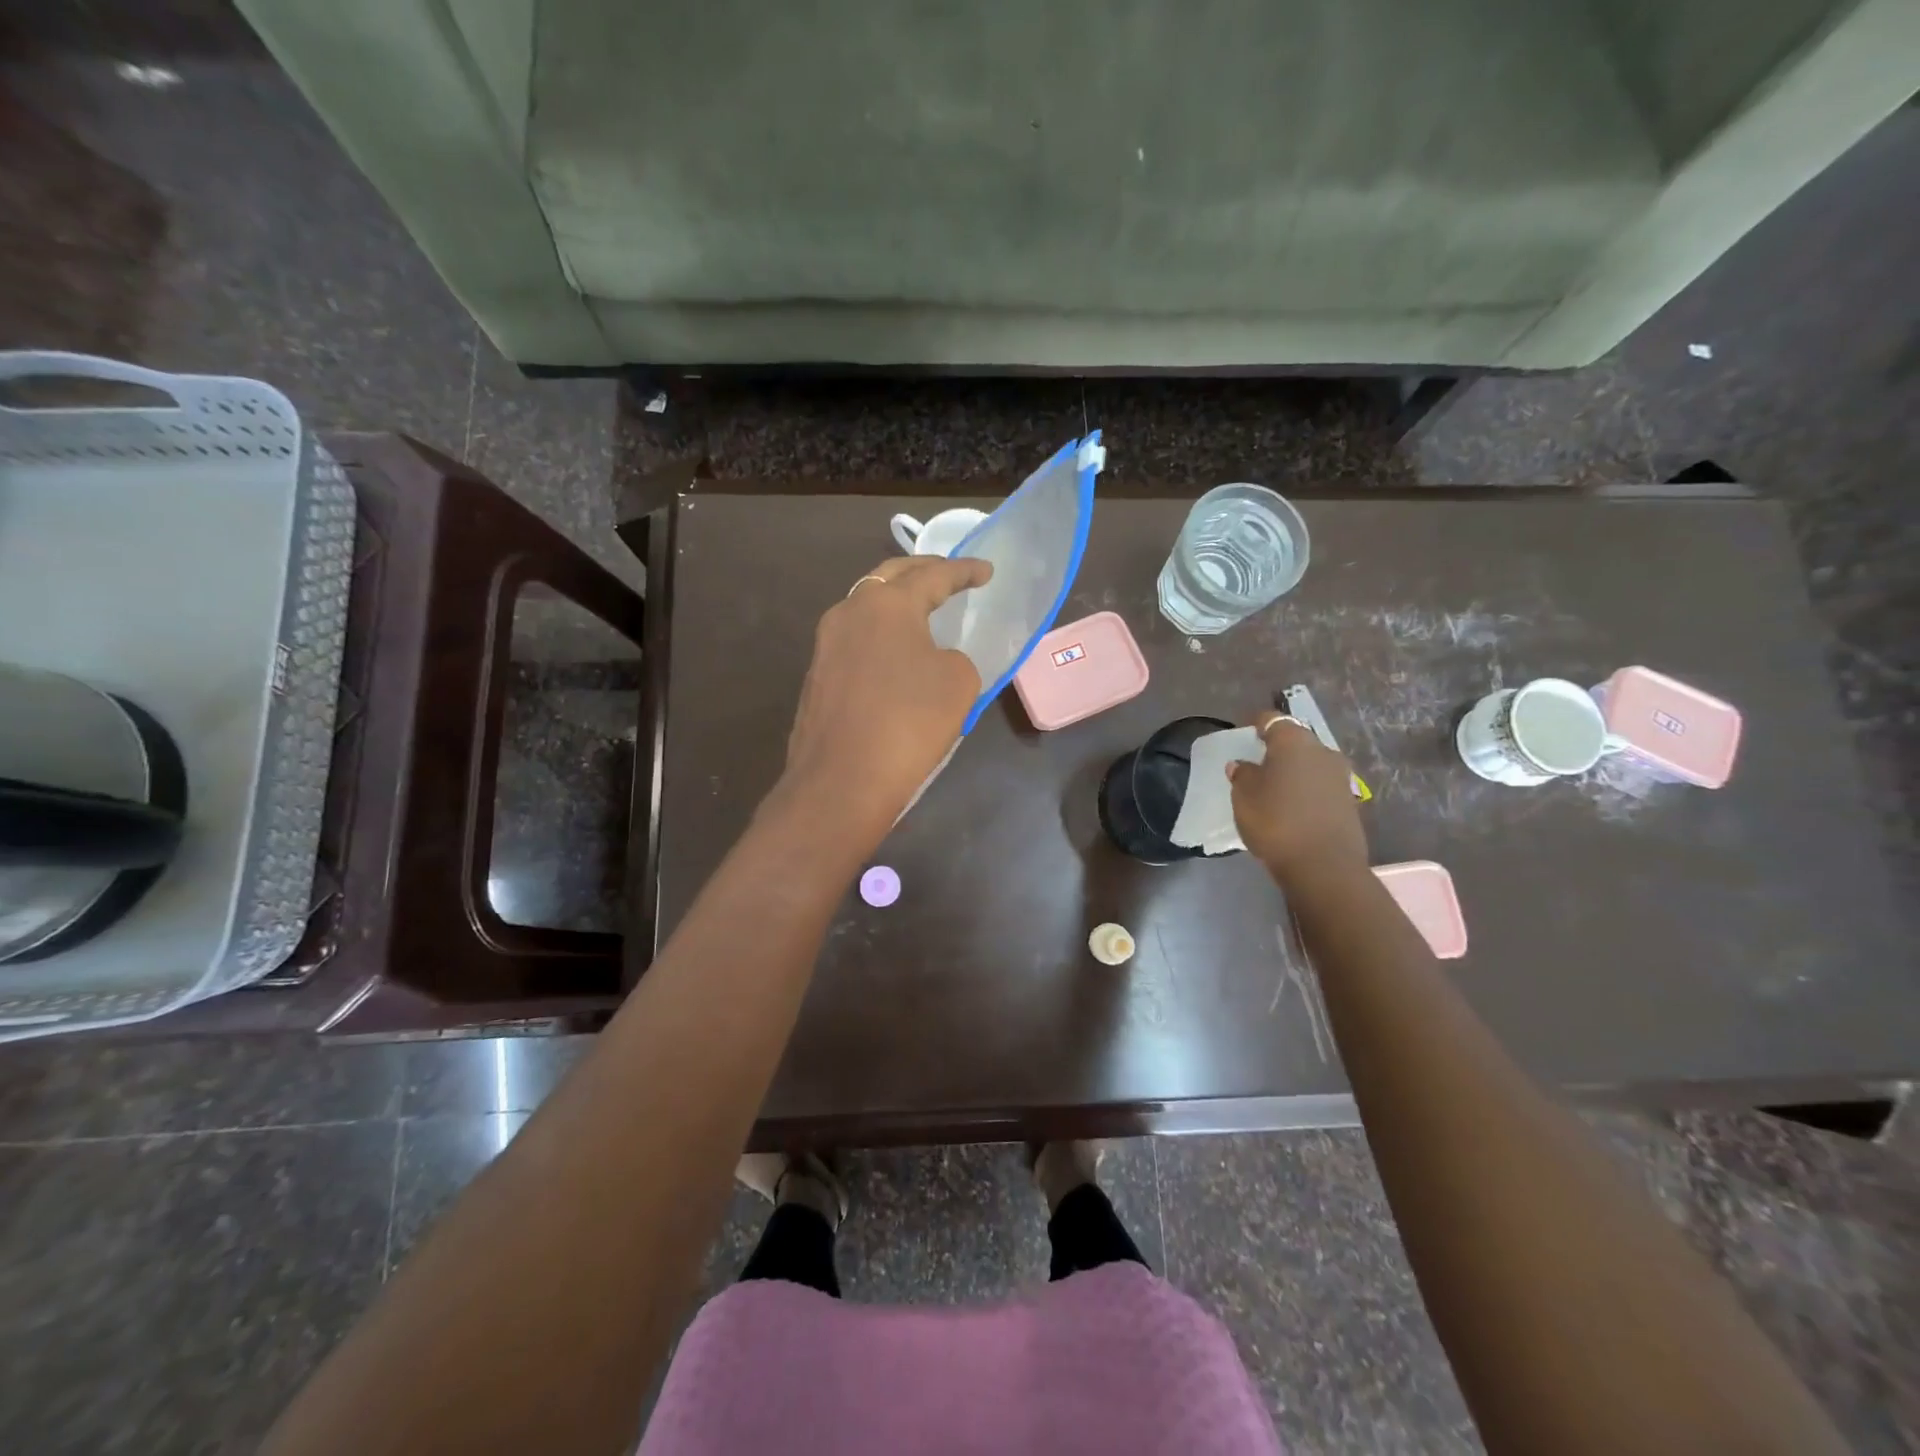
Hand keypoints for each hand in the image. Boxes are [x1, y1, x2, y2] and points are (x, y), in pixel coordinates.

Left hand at [775, 555, 992, 844]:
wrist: (841, 783)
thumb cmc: (909, 723)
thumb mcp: (958, 682)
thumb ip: (953, 658)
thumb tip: (931, 662)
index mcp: (886, 604)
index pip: (933, 576)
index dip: (964, 571)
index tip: (986, 571)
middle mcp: (848, 613)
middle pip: (889, 579)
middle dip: (923, 573)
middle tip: (950, 576)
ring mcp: (825, 645)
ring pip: (866, 609)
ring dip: (896, 605)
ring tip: (922, 612)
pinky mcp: (817, 678)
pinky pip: (856, 642)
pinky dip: (881, 638)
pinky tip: (895, 656)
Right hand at [1228, 712, 1369, 890]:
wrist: (1324, 866)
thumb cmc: (1276, 821)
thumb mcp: (1244, 797)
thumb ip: (1242, 775)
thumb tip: (1243, 765)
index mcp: (1294, 741)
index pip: (1272, 720)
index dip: (1256, 724)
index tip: (1244, 733)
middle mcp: (1322, 750)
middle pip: (1295, 741)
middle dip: (1277, 749)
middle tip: (1257, 763)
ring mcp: (1340, 776)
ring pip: (1310, 763)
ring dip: (1294, 770)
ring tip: (1274, 787)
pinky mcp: (1349, 801)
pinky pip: (1320, 786)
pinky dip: (1306, 790)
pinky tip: (1293, 807)